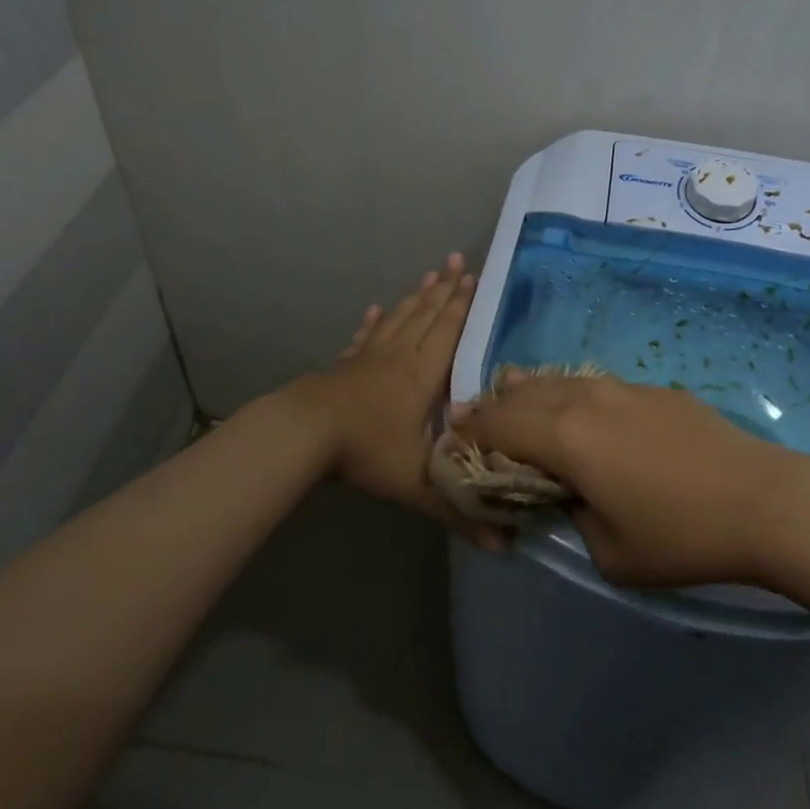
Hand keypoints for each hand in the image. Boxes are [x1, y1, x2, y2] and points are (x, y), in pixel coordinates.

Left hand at [285, 254, 503, 548]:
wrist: (304, 435)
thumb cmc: (365, 452)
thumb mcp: (416, 485)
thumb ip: (457, 511)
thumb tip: (506, 547)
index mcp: (421, 375)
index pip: (448, 332)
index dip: (463, 306)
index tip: (476, 278)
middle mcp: (398, 357)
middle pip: (426, 316)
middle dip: (445, 289)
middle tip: (459, 261)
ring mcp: (368, 358)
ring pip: (398, 319)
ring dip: (416, 297)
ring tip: (430, 275)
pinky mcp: (344, 365)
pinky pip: (364, 337)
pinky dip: (373, 322)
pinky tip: (376, 310)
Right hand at [447, 370, 804, 585]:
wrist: (762, 500)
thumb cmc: (682, 536)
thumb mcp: (611, 552)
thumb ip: (574, 516)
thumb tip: (568, 493)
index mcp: (566, 438)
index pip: (500, 425)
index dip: (471, 431)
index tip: (452, 438)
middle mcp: (585, 400)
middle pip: (523, 394)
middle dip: (492, 405)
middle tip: (473, 417)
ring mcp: (621, 388)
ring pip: (557, 380)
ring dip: (528, 391)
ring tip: (511, 396)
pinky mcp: (651, 389)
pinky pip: (592, 384)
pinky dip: (567, 392)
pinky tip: (573, 405)